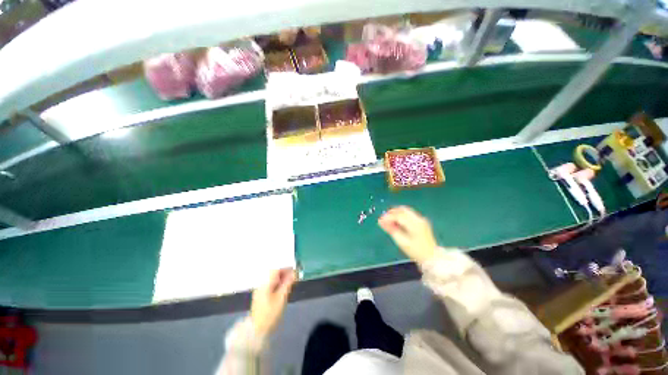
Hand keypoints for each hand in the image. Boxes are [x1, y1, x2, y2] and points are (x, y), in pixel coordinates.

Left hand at [251, 268, 295, 336]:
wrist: (257, 330)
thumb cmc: (270, 313)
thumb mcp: (282, 297)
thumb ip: (288, 283)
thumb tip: (294, 273)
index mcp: (266, 283)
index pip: (276, 270)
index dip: (286, 269)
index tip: (295, 272)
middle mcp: (261, 284)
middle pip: (273, 274)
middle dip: (284, 274)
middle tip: (294, 278)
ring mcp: (260, 290)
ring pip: (272, 280)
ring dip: (281, 280)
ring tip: (289, 284)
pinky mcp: (260, 296)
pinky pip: (270, 285)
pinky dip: (277, 285)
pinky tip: (282, 290)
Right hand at [378, 206, 437, 264]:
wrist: (432, 258)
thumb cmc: (416, 251)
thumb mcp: (401, 242)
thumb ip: (391, 229)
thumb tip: (381, 221)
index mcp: (414, 223)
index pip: (398, 215)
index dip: (388, 216)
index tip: (380, 220)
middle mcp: (418, 219)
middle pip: (402, 210)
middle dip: (391, 212)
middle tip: (383, 219)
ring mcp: (421, 219)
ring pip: (406, 211)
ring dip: (396, 213)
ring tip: (389, 220)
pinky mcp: (422, 222)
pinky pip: (409, 214)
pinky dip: (401, 216)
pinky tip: (397, 222)